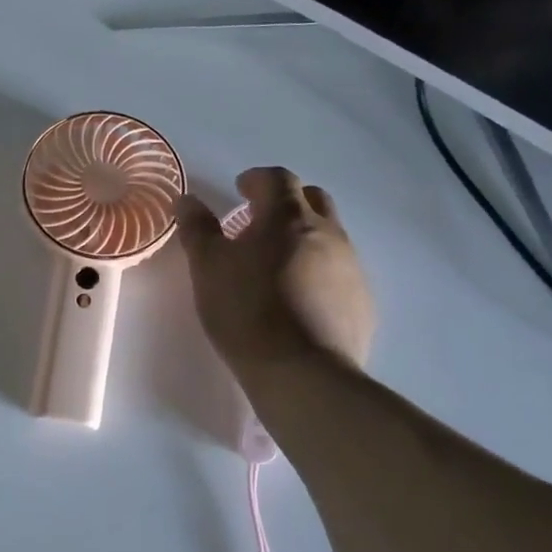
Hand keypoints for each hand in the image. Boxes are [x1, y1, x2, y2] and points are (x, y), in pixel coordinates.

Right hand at [175, 168, 375, 372]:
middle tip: (259, 222)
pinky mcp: (362, 302)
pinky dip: (318, 272)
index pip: (277, 179)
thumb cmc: (246, 310)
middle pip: (312, 199)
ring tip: (275, 265)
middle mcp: (327, 233)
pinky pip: (339, 272)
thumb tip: (188, 200)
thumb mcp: (207, 267)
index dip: (256, 179)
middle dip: (286, 202)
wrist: (303, 373)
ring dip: (303, 238)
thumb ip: (197, 229)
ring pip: (329, 236)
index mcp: (287, 217)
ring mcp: (351, 267)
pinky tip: (298, 300)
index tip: (239, 190)